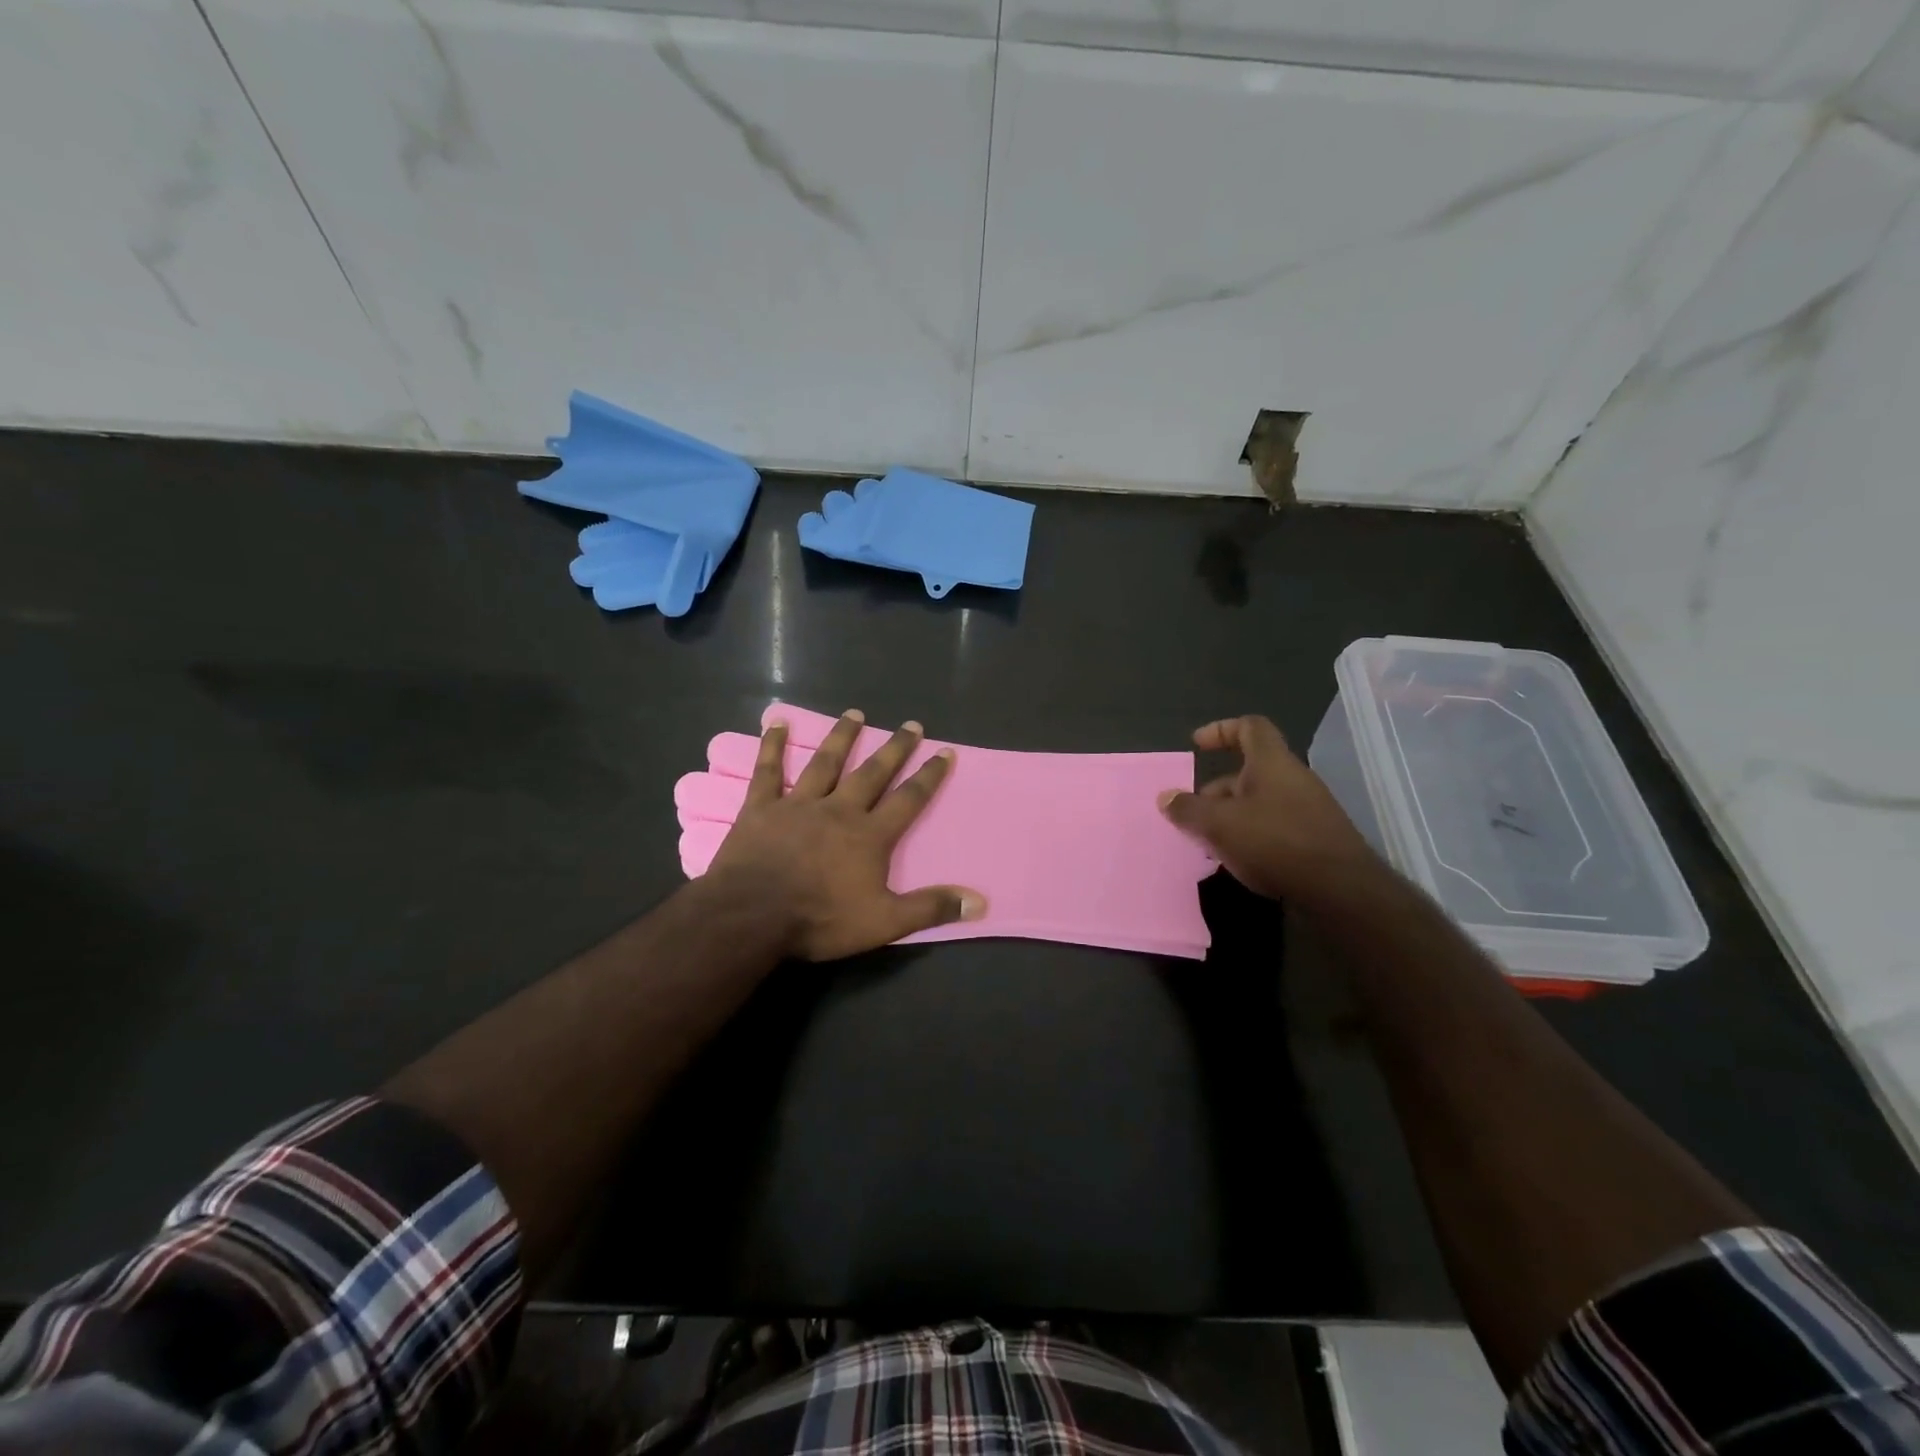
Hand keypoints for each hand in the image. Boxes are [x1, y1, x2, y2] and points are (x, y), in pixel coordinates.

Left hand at [707, 709, 985, 960]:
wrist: (751, 916)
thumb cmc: (819, 919)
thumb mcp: (883, 923)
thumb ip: (929, 908)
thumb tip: (979, 902)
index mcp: (869, 835)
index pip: (908, 799)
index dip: (929, 776)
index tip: (945, 751)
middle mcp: (839, 809)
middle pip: (872, 773)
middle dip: (894, 749)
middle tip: (910, 724)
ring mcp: (798, 804)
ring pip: (825, 762)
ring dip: (842, 737)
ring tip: (855, 713)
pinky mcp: (762, 807)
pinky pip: (768, 770)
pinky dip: (773, 745)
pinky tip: (777, 722)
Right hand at [1159, 715, 1379, 904]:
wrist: (1340, 890)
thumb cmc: (1275, 842)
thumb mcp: (1219, 824)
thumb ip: (1188, 809)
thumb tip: (1165, 797)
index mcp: (1272, 762)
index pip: (1249, 727)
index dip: (1221, 729)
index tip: (1197, 744)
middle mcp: (1293, 778)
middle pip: (1249, 771)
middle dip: (1216, 790)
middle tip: (1193, 813)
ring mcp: (1309, 809)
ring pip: (1259, 802)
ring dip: (1231, 816)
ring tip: (1210, 843)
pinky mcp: (1316, 838)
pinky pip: (1275, 826)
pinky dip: (1251, 835)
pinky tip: (1238, 860)